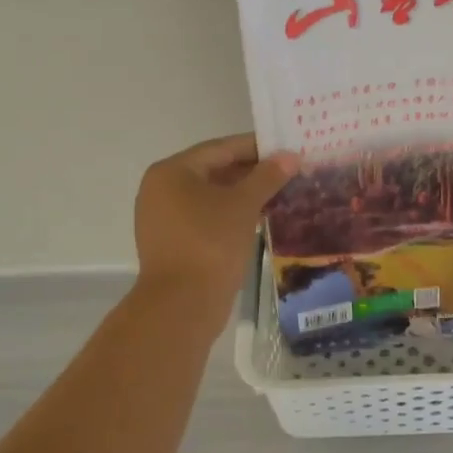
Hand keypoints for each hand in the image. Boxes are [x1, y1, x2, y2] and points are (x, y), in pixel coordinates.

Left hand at [134, 133, 297, 305]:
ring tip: (281, 192)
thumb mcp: (243, 205)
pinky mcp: (173, 242)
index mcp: (172, 171)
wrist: (181, 306)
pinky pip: (206, 217)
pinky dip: (231, 213)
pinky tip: (261, 216)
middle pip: (214, 170)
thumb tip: (291, 156)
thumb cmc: (210, 244)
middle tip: (289, 170)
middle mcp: (161, 189)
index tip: (286, 147)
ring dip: (244, 194)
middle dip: (252, 171)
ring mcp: (164, 218)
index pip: (220, 148)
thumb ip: (267, 176)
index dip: (256, 146)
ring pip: (211, 196)